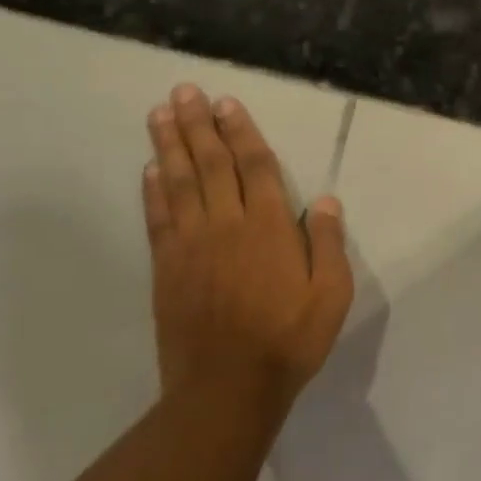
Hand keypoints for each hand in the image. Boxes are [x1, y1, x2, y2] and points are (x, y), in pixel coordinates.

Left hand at [143, 85, 354, 404]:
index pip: (255, 167)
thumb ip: (329, 245)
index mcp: (270, 228)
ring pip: (179, 183)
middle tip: (185, 92)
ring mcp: (192, 245)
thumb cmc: (289, 340)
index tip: (227, 104)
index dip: (241, 133)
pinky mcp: (167, 268)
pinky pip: (158, 219)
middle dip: (199, 126)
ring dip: (170, 146)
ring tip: (160, 114)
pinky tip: (149, 170)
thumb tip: (326, 201)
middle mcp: (227, 225)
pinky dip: (153, 191)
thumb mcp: (331, 295)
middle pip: (212, 165)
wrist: (228, 388)